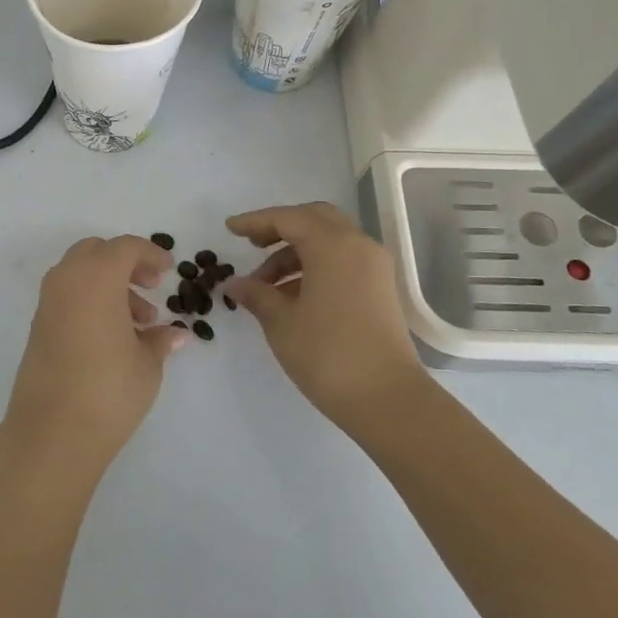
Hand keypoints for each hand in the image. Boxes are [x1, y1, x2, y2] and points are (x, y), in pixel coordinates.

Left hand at [0, 235, 187, 480]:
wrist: (51, 433)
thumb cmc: (109, 389)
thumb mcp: (147, 364)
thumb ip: (160, 339)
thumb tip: (175, 334)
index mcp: (96, 278)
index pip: (124, 247)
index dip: (150, 253)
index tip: (169, 270)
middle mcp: (66, 281)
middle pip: (96, 252)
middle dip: (125, 263)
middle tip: (151, 287)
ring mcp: (47, 304)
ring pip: (79, 274)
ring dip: (109, 285)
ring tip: (139, 324)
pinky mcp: (38, 328)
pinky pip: (67, 296)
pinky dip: (90, 301)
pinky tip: (113, 337)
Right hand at [225, 202, 422, 430]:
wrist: (387, 399)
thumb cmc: (327, 354)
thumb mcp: (281, 322)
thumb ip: (256, 294)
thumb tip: (234, 283)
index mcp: (333, 246)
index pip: (288, 218)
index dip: (256, 221)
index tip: (229, 229)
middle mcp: (358, 246)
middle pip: (314, 219)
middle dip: (280, 228)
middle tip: (252, 244)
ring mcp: (373, 267)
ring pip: (329, 241)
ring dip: (295, 253)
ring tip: (265, 284)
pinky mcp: (379, 289)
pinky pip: (342, 261)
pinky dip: (315, 266)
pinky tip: (292, 295)